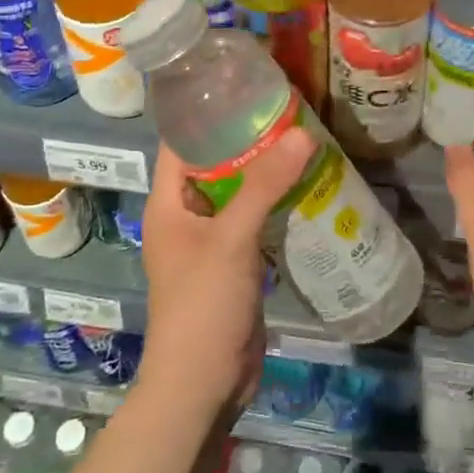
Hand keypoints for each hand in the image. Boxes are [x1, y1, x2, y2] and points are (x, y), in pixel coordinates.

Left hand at [138, 127, 314, 424]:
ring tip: (304, 141)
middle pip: (214, 165)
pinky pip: (253, 221)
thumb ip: (265, 186)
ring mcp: (209, 242)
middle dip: (247, 140)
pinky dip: (274, 204)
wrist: (202, 385)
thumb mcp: (232, 240)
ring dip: (264, 173)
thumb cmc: (202, 305)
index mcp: (168, 203)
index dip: (207, 112)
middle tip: (289, 111)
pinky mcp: (233, 264)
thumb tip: (302, 134)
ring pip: (237, 194)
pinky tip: (305, 189)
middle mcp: (185, 216)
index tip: (246, 86)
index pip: (182, 142)